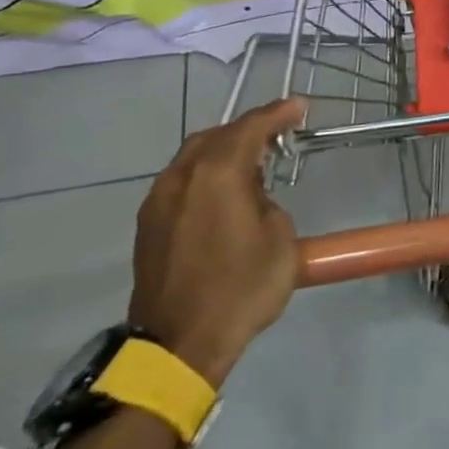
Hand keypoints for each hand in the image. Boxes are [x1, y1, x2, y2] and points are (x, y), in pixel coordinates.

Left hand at [129, 97, 306, 387]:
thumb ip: (267, 202)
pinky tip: (223, 192)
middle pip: (215, 136)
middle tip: (278, 133)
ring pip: (192, 158)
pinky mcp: (149, 225)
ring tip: (253, 162)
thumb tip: (252, 198)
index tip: (299, 106)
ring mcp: (159, 201)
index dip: (277, 113)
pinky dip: (205, 174)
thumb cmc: (242, 287)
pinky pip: (181, 182)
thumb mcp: (280, 239)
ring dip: (223, 151)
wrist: (181, 342)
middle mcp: (182, 178)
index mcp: (218, 175)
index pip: (250, 128)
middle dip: (247, 129)